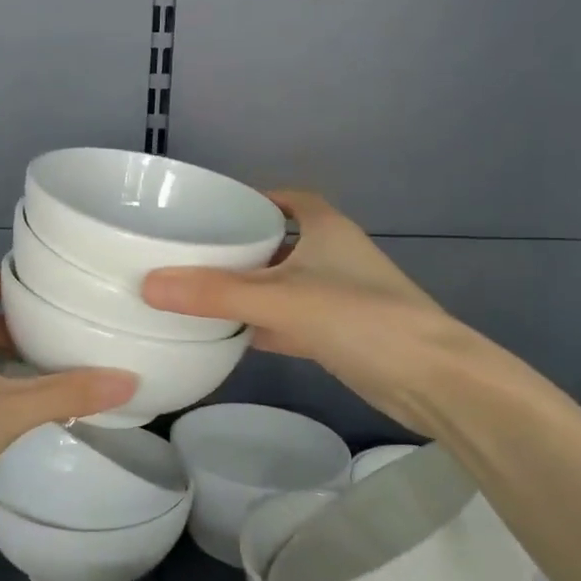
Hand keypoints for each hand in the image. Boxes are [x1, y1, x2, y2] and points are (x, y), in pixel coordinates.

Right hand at [141, 191, 484, 434]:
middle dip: (240, 247)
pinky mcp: (340, 334)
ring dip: (249, 288)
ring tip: (198, 291)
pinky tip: (230, 335)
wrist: (432, 381)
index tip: (213, 210)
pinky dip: (263, 324)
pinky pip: (289, 320)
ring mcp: (338, 296)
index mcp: (325, 228)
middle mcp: (333, 256)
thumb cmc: (361, 318)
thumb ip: (215, 293)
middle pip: (279, 242)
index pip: (287, 199)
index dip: (254, 199)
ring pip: (283, 284)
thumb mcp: (281, 300)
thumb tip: (148, 284)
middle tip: (191, 253)